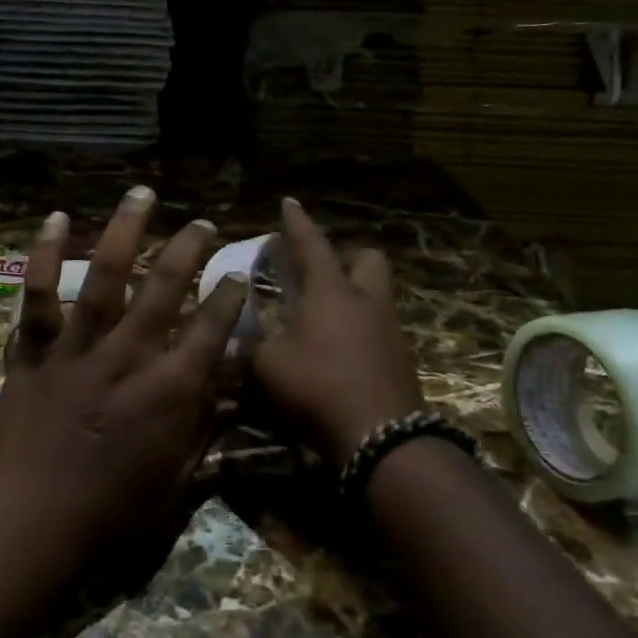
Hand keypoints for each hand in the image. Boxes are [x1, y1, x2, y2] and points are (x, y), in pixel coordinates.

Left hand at [0, 186, 248, 563]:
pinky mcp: (35, 351)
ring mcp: (78, 348)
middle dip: (189, 249)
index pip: (212, 329)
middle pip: (165, 288)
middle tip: (203, 223)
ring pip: (106, 277)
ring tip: (142, 194)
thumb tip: (230, 395)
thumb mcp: (176, 481)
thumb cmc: (111, 511)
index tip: (238, 274)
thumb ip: (204, 431)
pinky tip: (57, 219)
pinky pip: (38, 295)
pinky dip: (46, 255)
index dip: (229, 298)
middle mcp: (128, 356)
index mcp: (169, 390)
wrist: (31, 520)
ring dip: (126, 230)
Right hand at [251, 197, 424, 466]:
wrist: (381, 435)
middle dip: (346, 257)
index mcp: (330, 293)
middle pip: (367, 259)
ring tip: (325, 316)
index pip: (312, 245)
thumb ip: (250, 347)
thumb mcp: (268, 367)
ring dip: (355, 295)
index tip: (289, 202)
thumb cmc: (318, 387)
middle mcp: (366, 302)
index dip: (297, 223)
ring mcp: (390, 330)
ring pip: (377, 294)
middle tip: (320, 273)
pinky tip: (341, 352)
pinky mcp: (401, 359)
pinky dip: (361, 330)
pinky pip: (381, 328)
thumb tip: (235, 340)